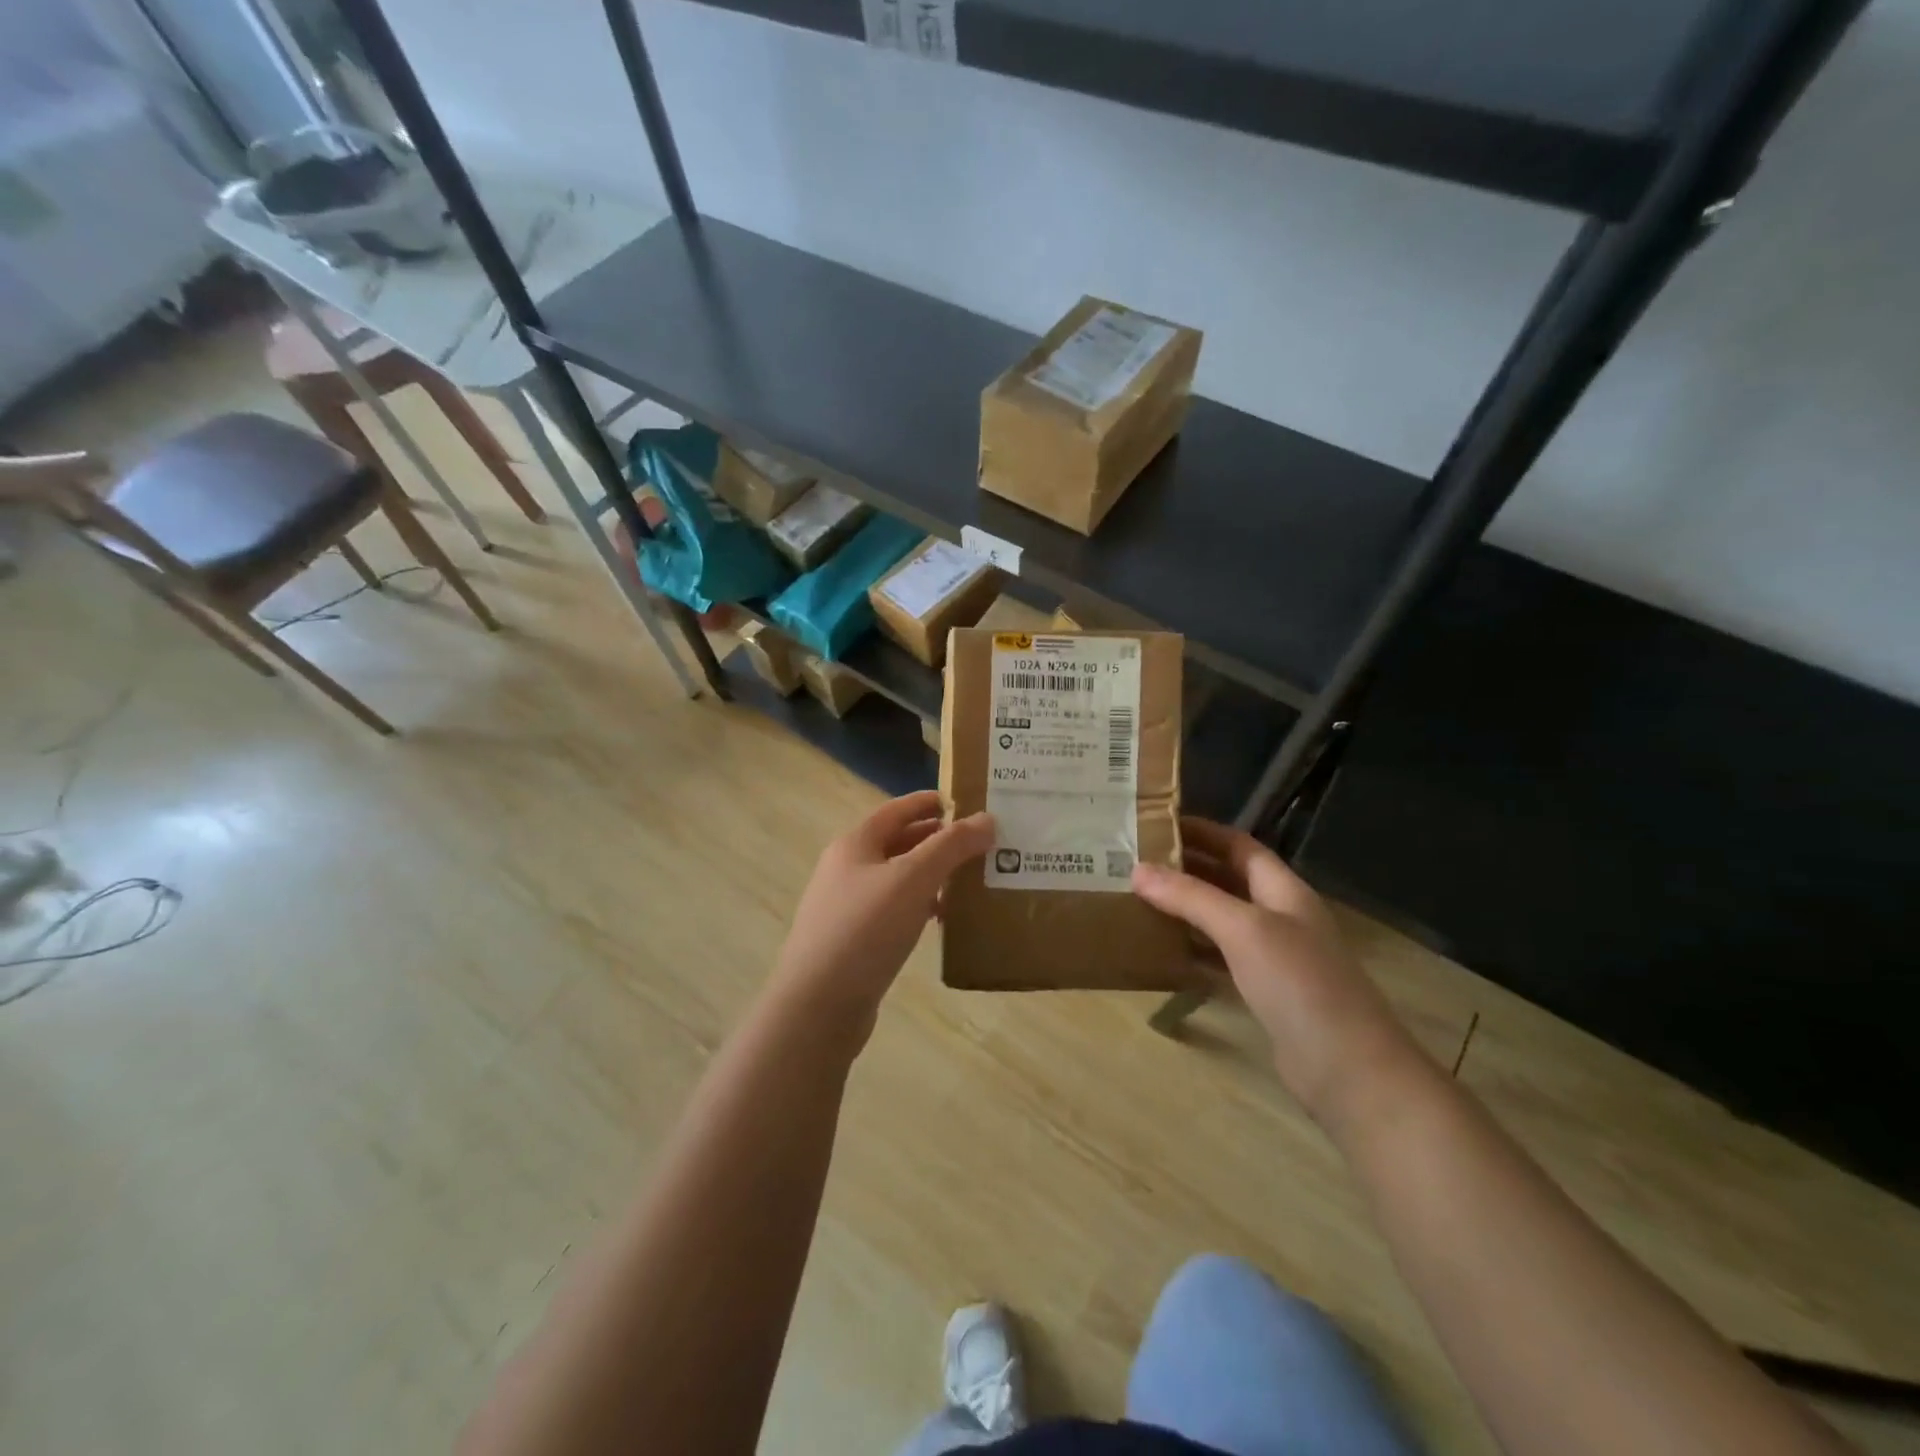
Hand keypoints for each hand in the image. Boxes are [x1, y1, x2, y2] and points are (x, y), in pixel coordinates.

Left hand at [771, 791, 993, 1045]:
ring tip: (970, 881)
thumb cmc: (865, 930)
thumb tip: (987, 819)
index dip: (931, 802)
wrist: (818, 1006)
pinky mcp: (854, 941)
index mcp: (855, 844)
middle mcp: (847, 869)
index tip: (967, 802)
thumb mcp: (913, 879)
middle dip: (938, 840)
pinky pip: (894, 911)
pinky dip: (920, 907)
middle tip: (981, 844)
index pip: (897, 809)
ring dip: (932, 876)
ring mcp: (847, 906)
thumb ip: (951, 846)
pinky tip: (943, 921)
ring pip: (898, 879)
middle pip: (898, 842)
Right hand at [1131, 818, 1425, 1125]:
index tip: (1156, 824)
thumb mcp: (1243, 929)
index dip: (1202, 832)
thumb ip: (1191, 897)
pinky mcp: (1265, 991)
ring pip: (1222, 919)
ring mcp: (1274, 956)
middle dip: (1187, 868)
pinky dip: (1193, 950)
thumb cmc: (1299, 983)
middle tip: (1136, 862)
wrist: (1348, 1069)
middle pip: (1229, 880)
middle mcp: (1280, 916)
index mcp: (1284, 890)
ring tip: (1139, 900)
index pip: (1239, 846)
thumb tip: (1138, 870)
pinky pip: (1221, 958)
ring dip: (1186, 909)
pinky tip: (1162, 951)